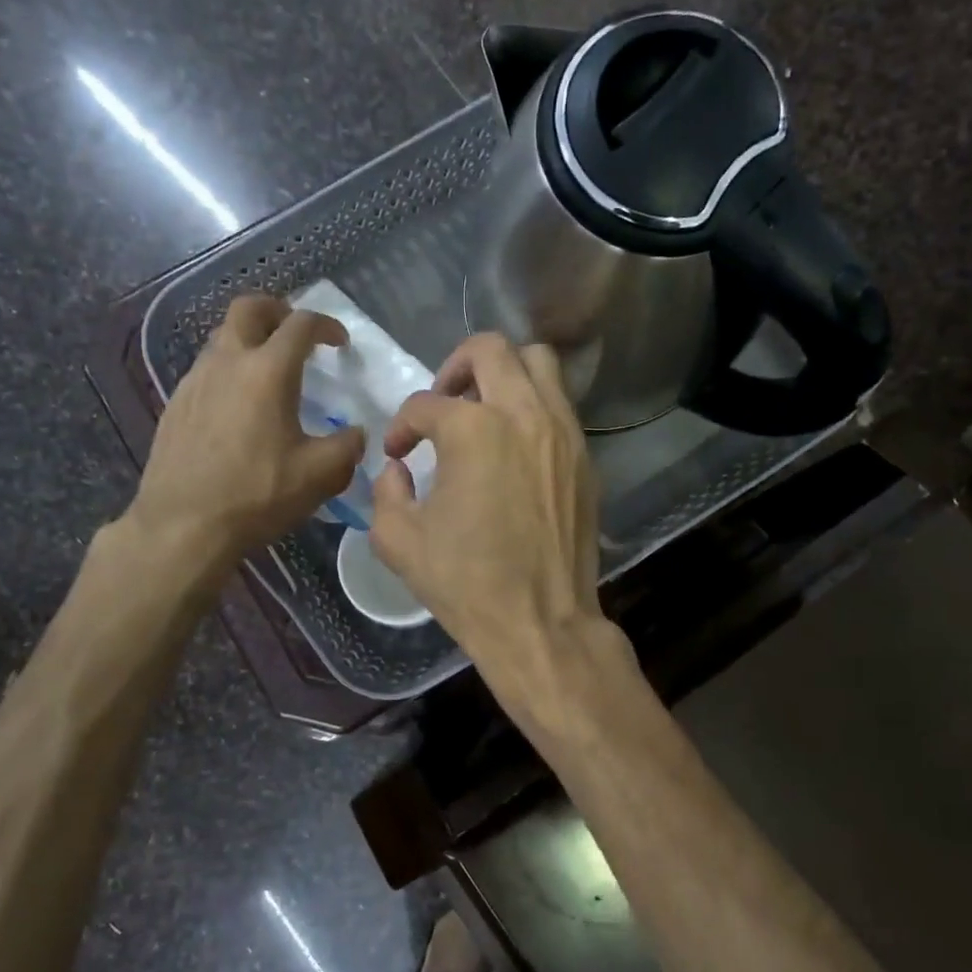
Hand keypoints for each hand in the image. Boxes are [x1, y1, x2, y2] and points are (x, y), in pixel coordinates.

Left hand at [126, 294, 364, 568]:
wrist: (183, 526)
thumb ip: (347, 447)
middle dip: (277, 310)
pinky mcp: (176, 405)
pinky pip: (206, 370)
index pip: (300, 325)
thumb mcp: (320, 476)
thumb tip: (356, 434)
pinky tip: (239, 407)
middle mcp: (227, 363)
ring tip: (269, 372)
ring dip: (250, 341)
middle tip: (296, 332)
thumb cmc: (257, 495)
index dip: (325, 325)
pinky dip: (229, 371)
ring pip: (222, 338)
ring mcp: (194, 381)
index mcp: (268, 372)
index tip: (339, 342)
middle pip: (248, 309)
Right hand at [371, 333, 604, 687]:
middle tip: (443, 404)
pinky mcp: (584, 457)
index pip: (425, 405)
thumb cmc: (465, 584)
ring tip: (484, 411)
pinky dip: (534, 406)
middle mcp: (523, 414)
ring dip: (504, 374)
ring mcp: (563, 432)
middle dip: (455, 366)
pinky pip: (560, 405)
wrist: (540, 622)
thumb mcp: (398, 541)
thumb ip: (386, 492)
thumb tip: (399, 470)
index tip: (398, 454)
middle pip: (491, 349)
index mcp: (473, 430)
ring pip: (539, 364)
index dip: (402, 427)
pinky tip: (515, 445)